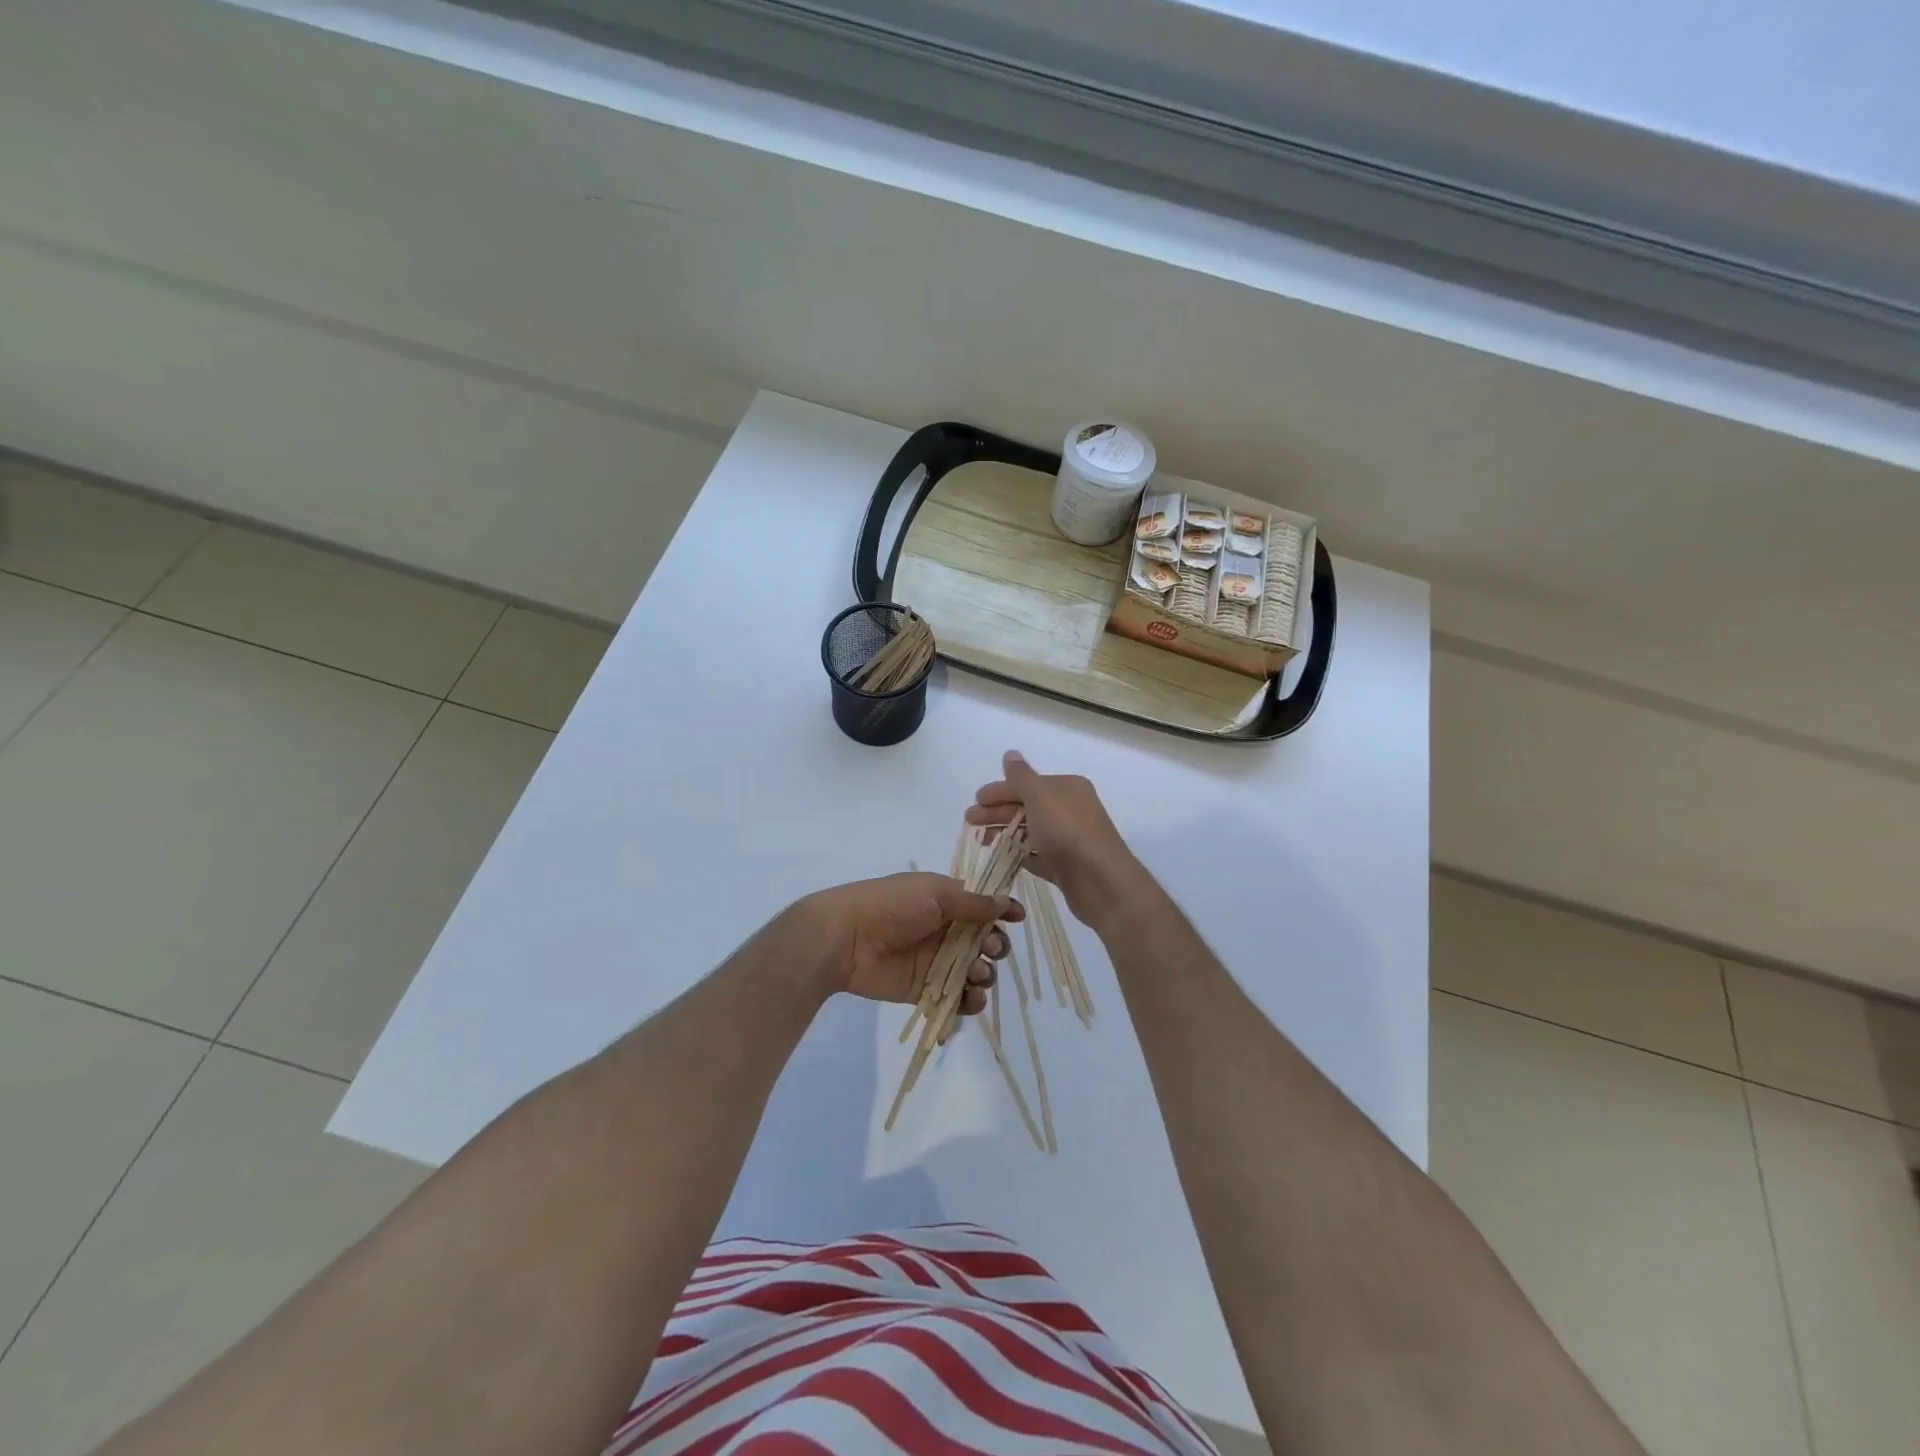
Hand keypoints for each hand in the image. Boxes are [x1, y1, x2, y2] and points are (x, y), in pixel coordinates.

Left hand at [801, 873, 1018, 1015]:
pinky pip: (956, 999)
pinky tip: (971, 998)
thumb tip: (1006, 902)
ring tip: (977, 974)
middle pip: (985, 942)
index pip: (984, 907)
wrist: (847, 937)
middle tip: (989, 948)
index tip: (1018, 918)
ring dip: (985, 974)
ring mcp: (936, 962)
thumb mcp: (936, 893)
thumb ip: (973, 902)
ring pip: (975, 972)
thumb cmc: (892, 905)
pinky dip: (970, 1002)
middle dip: (995, 946)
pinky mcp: (924, 990)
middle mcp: (945, 931)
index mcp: (947, 901)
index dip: (1003, 913)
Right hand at [965, 750, 1149, 927]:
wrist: (1101, 882)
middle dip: (997, 812)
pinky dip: (1021, 854)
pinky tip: (1003, 858)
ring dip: (1006, 833)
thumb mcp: (1040, 797)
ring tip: (982, 842)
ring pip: (1031, 831)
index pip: (1026, 784)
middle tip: (970, 822)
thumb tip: (1010, 753)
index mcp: (1067, 788)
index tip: (974, 801)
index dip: (999, 791)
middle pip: (1027, 807)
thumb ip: (1021, 777)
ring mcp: (1070, 838)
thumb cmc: (1068, 832)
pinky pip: (1039, 855)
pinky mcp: (1067, 865)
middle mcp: (1071, 809)